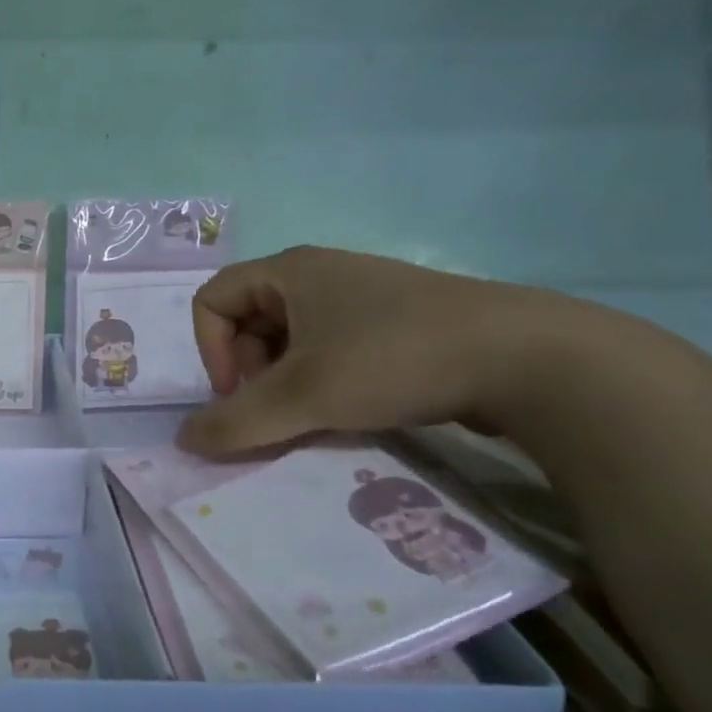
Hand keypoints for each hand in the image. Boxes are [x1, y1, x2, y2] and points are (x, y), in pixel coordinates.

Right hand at [177, 246, 571, 457]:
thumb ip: (235, 422)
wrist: (528, 358)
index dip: (210, 350)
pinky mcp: (397, 323)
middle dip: (248, 371)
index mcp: (290, 271)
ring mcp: (363, 297)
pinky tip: (352, 410)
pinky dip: (324, 381)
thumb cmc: (393, 359)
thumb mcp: (302, 396)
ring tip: (314, 415)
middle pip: (248, 320)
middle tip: (277, 409)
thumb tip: (182, 441)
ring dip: (286, 382)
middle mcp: (321, 274)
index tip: (239, 393)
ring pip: (291, 340)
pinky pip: (332, 348)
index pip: (212, 300)